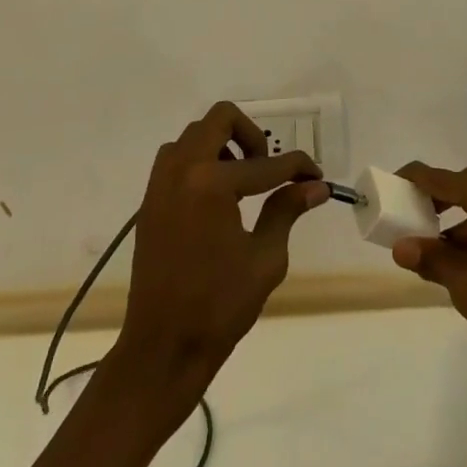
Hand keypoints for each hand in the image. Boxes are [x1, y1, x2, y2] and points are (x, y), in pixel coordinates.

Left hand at [113, 102, 329, 395]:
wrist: (162, 348)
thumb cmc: (219, 307)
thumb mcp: (264, 259)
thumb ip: (286, 211)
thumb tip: (315, 185)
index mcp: (211, 183)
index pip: (265, 164)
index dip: (297, 167)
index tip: (316, 176)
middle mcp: (182, 170)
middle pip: (220, 119)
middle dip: (252, 135)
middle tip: (268, 167)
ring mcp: (160, 182)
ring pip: (195, 135)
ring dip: (222, 145)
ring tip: (242, 182)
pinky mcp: (150, 200)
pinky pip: (176, 158)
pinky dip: (200, 161)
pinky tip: (218, 197)